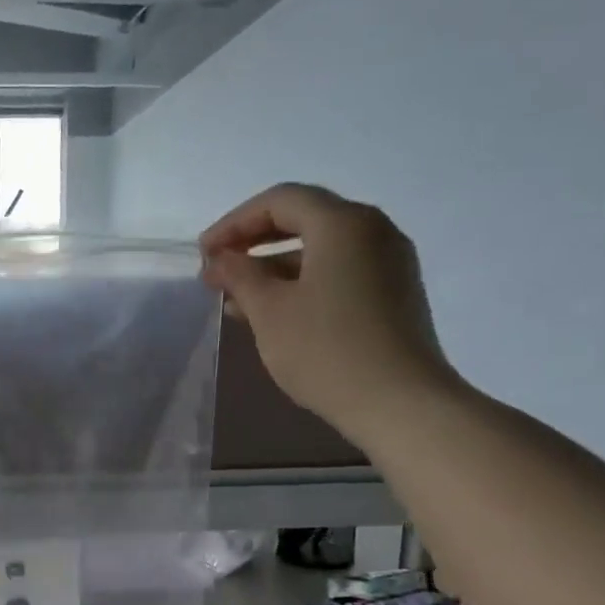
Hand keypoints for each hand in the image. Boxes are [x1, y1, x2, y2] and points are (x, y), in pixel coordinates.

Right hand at [200, 183, 460, 444]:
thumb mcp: (269, 311)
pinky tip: (275, 313)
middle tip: (218, 272)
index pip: (280, 201)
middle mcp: (374, 231)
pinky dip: (302, 282)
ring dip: (275, 266)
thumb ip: (240, 276)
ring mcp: (390, 262)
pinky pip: (340, 271)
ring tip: (237, 299)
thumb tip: (221, 259)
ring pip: (321, 248)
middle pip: (304, 219)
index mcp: (343, 224)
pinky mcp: (395, 293)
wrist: (400, 404)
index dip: (234, 222)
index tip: (204, 254)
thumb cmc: (326, 351)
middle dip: (254, 243)